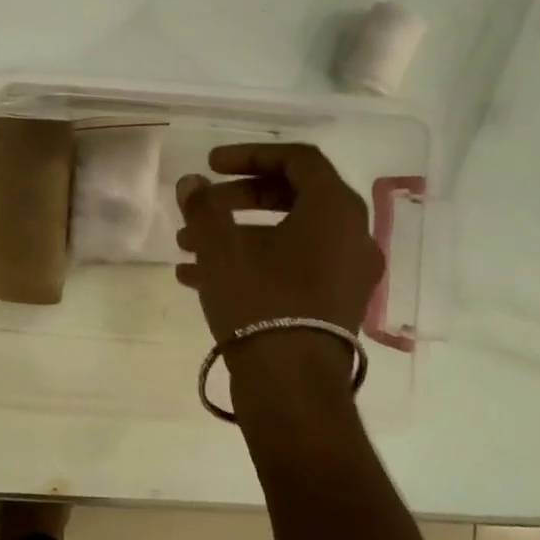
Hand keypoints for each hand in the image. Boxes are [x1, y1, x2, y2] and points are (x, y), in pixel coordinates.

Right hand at [176, 143, 383, 341]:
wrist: (290, 385)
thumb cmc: (259, 300)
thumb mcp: (220, 246)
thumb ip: (203, 205)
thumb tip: (192, 183)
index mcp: (334, 210)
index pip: (298, 159)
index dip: (250, 154)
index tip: (211, 165)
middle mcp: (351, 237)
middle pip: (293, 195)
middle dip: (239, 197)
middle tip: (202, 204)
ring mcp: (346, 274)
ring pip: (288, 235)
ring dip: (237, 232)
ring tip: (188, 245)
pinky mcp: (333, 305)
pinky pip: (292, 267)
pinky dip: (251, 261)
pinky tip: (199, 278)